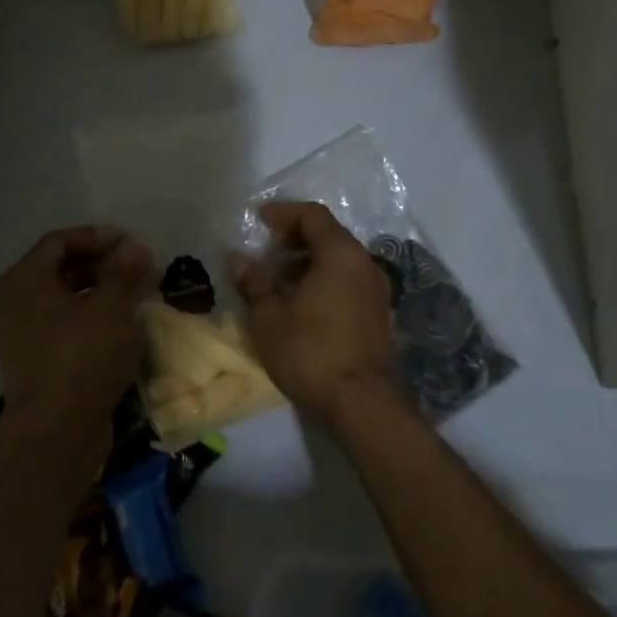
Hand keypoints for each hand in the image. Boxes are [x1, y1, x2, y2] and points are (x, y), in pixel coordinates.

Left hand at [0, 225, 154, 446]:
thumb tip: (132, 247)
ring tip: (139, 294)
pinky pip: (65, 323)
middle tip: (141, 268)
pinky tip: (124, 323)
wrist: (56, 433)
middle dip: (105, 264)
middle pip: (62, 268)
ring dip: (103, 290)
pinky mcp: (36, 360)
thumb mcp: (111, 306)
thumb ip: (123, 270)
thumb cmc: (82, 357)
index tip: (133, 243)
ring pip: (66, 297)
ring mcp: (22, 333)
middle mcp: (15, 301)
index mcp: (24, 279)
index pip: (61, 241)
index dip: (99, 237)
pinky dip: (93, 316)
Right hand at [229, 201, 396, 426]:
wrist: (363, 403)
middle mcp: (365, 264)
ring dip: (309, 261)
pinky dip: (325, 279)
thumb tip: (238, 258)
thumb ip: (254, 282)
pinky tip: (302, 303)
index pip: (313, 215)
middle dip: (295, 237)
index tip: (260, 220)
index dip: (285, 212)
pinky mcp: (379, 314)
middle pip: (330, 235)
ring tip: (280, 280)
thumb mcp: (270, 318)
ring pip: (340, 259)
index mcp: (341, 254)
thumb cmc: (312, 352)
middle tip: (268, 250)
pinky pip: (349, 280)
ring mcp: (377, 289)